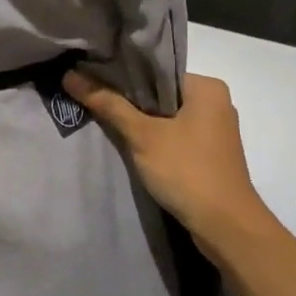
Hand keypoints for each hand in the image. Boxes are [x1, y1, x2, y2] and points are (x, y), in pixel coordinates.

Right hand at [62, 69, 278, 258]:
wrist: (225, 226)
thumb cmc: (186, 170)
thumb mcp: (142, 135)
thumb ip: (108, 104)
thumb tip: (70, 75)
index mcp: (207, 87)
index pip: (156, 70)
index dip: (122, 75)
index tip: (91, 78)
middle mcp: (216, 102)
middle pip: (160, 93)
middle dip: (128, 99)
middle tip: (91, 98)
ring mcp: (215, 130)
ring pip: (167, 116)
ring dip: (140, 121)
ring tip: (104, 119)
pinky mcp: (210, 154)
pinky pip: (176, 135)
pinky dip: (154, 137)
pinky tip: (130, 144)